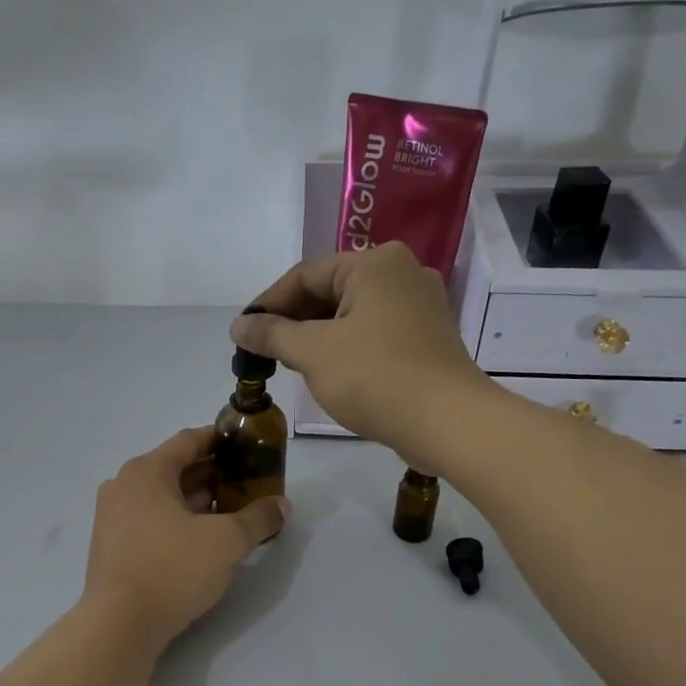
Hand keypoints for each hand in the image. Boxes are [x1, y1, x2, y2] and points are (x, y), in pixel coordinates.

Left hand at [83, 428, 289, 649]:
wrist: (120, 625)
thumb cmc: (173, 568)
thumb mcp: (226, 541)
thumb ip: (258, 518)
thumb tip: (282, 506)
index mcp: (146, 472)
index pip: (189, 441)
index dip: (221, 440)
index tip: (248, 445)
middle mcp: (124, 486)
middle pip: (176, 469)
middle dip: (214, 474)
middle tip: (249, 482)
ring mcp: (113, 517)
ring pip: (164, 498)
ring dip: (198, 500)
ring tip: (234, 510)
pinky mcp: (113, 547)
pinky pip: (152, 520)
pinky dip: (179, 521)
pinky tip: (204, 537)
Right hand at [232, 244, 489, 471]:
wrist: (447, 421)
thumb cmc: (374, 377)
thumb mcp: (313, 352)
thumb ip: (272, 334)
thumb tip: (239, 325)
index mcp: (375, 263)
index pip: (305, 274)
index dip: (268, 304)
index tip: (243, 333)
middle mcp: (402, 272)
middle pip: (331, 290)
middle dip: (294, 320)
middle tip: (265, 351)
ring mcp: (420, 305)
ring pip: (352, 313)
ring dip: (318, 335)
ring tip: (291, 363)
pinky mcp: (428, 336)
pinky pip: (374, 331)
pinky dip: (346, 345)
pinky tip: (329, 371)